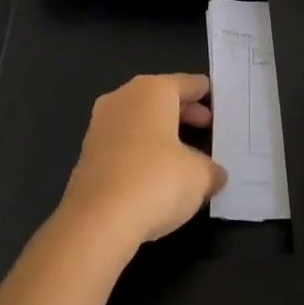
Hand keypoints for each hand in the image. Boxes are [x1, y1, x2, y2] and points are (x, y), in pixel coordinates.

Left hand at [58, 74, 225, 247]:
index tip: (215, 99)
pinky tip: (156, 172)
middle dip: (183, 112)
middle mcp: (123, 99)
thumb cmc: (156, 181)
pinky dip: (141, 150)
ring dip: (160, 132)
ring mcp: (100, 125)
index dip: (202, 92)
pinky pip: (123, 142)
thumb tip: (214, 174)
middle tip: (206, 126)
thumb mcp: (200, 176)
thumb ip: (211, 170)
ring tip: (184, 152)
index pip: (185, 83)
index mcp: (152, 91)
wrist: (97, 221)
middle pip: (159, 98)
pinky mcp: (88, 154)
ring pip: (138, 120)